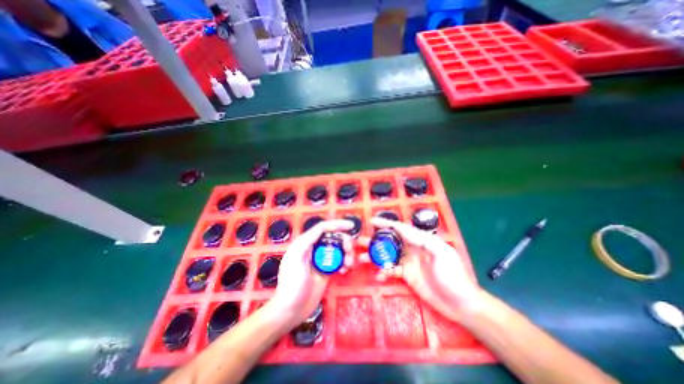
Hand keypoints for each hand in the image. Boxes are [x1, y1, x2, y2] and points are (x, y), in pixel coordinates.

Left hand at [268, 218, 355, 326]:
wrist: (291, 311)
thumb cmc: (291, 284)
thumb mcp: (296, 258)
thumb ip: (307, 240)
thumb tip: (323, 228)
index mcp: (305, 242)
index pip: (323, 228)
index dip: (337, 224)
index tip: (351, 226)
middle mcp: (314, 248)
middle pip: (333, 237)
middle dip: (344, 241)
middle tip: (350, 251)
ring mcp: (321, 260)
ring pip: (338, 249)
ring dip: (347, 253)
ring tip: (349, 263)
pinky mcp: (327, 271)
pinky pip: (339, 261)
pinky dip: (345, 263)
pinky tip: (345, 270)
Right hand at [360, 218, 482, 320]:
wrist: (460, 304)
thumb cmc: (453, 276)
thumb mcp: (442, 254)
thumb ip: (424, 240)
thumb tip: (404, 230)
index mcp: (421, 240)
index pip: (400, 229)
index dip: (386, 224)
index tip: (372, 221)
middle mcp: (412, 249)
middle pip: (390, 241)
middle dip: (376, 239)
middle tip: (360, 240)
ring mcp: (408, 262)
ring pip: (388, 255)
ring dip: (375, 256)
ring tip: (362, 257)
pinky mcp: (407, 275)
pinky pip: (391, 270)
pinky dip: (383, 271)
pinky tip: (378, 275)